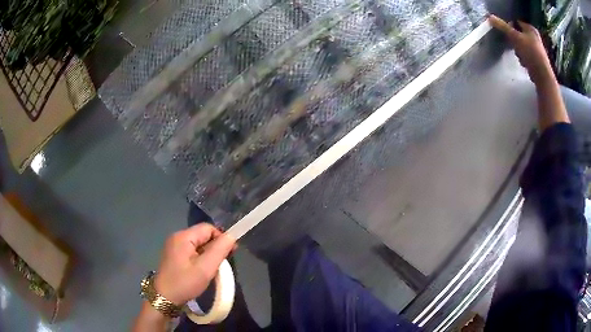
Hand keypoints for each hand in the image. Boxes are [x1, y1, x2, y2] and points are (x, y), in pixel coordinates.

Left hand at [153, 224, 235, 305]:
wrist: (164, 298)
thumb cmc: (185, 283)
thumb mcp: (205, 268)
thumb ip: (219, 250)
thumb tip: (232, 236)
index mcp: (183, 236)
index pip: (208, 228)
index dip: (221, 238)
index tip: (231, 253)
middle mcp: (177, 237)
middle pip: (202, 235)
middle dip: (215, 247)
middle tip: (222, 264)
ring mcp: (173, 246)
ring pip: (198, 244)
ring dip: (208, 254)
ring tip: (213, 269)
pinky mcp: (173, 255)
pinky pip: (191, 251)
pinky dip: (200, 258)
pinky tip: (202, 270)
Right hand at [489, 15, 553, 84]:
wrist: (542, 76)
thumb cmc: (530, 53)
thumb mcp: (515, 37)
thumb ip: (503, 27)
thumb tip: (490, 17)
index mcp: (531, 29)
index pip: (516, 22)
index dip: (510, 27)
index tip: (507, 34)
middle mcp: (535, 37)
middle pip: (518, 34)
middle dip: (514, 41)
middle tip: (514, 46)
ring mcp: (537, 49)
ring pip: (522, 45)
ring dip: (518, 51)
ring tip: (520, 56)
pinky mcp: (537, 60)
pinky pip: (526, 55)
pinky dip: (524, 59)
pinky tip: (525, 63)